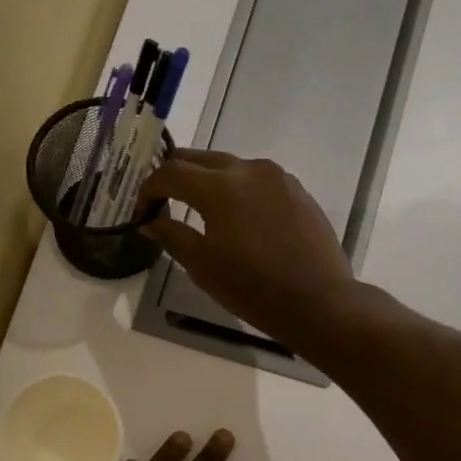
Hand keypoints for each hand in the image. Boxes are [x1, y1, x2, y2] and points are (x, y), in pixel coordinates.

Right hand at [137, 150, 357, 349]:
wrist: (319, 302)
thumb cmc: (253, 288)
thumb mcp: (203, 266)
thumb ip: (172, 236)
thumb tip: (151, 222)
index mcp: (221, 187)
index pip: (170, 173)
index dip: (149, 189)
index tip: (141, 212)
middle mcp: (249, 169)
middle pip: (199, 159)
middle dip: (175, 176)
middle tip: (162, 202)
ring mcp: (277, 177)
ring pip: (229, 166)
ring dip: (206, 181)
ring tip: (197, 209)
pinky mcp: (296, 189)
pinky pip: (255, 179)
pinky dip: (236, 189)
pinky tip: (236, 218)